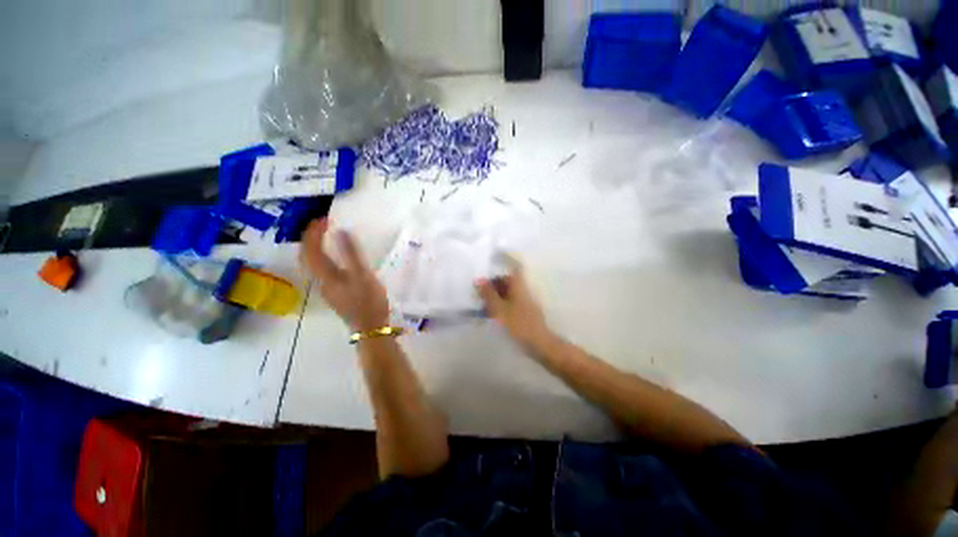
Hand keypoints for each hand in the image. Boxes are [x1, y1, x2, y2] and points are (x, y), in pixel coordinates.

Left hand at [300, 219, 389, 331]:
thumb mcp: (363, 275)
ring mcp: (326, 288)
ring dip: (314, 247)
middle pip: (306, 256)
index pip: (311, 249)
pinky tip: (334, 256)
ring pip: (312, 263)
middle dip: (310, 238)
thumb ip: (351, 253)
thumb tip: (340, 231)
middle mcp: (320, 281)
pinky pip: (321, 269)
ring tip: (325, 236)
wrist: (370, 327)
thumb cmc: (368, 301)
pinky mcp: (334, 292)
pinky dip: (322, 256)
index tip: (324, 218)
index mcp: (325, 275)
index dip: (313, 232)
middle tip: (322, 224)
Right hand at [476, 257, 551, 351]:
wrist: (539, 344)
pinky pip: (511, 303)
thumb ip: (489, 294)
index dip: (504, 262)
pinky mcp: (525, 313)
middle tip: (480, 293)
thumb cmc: (519, 325)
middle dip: (494, 284)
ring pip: (509, 293)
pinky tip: (492, 315)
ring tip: (483, 306)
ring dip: (496, 296)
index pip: (513, 268)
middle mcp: (523, 291)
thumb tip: (479, 280)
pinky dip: (501, 305)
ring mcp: (525, 302)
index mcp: (519, 287)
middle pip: (508, 281)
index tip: (490, 264)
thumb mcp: (500, 309)